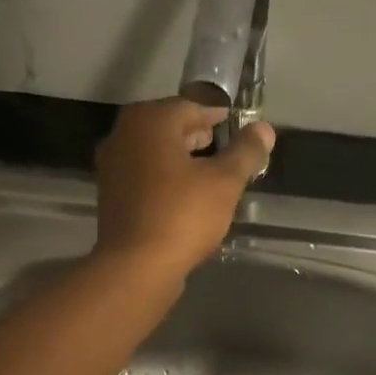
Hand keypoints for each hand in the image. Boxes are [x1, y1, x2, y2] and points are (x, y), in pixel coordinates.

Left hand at [92, 99, 275, 276]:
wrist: (136, 267)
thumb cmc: (183, 216)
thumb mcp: (225, 182)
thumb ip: (245, 152)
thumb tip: (264, 129)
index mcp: (151, 121)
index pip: (190, 107)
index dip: (216, 118)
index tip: (235, 129)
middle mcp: (123, 135)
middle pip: (167, 128)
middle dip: (195, 136)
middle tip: (221, 149)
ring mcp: (112, 167)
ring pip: (153, 154)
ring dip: (179, 160)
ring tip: (206, 176)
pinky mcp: (111, 197)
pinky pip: (143, 178)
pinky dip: (163, 180)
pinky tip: (183, 200)